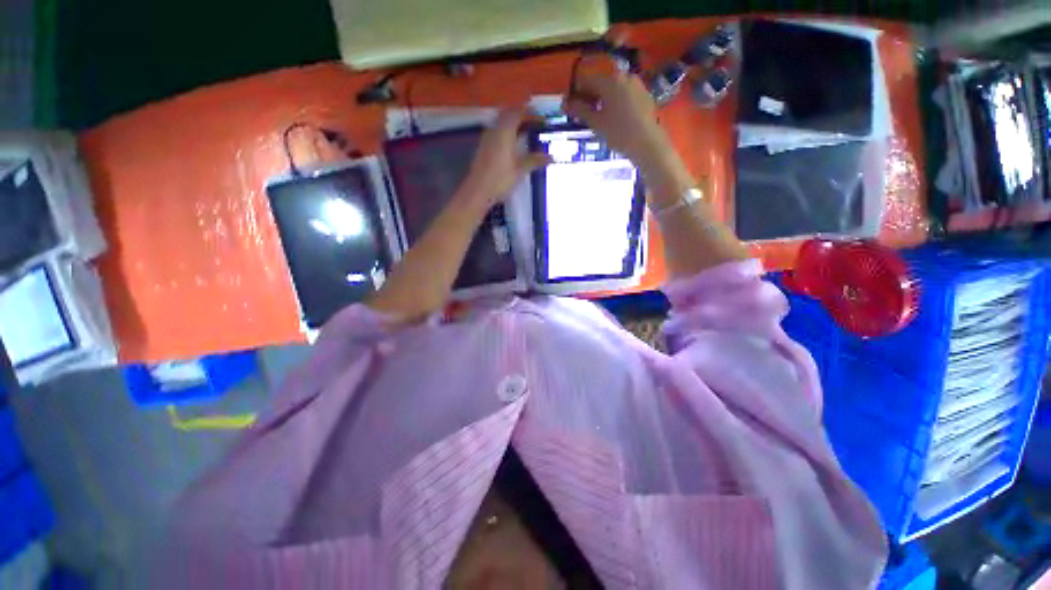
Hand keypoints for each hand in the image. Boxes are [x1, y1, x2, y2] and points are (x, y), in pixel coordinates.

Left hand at [459, 108, 551, 210]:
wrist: (478, 191)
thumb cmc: (500, 179)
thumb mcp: (520, 170)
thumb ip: (535, 160)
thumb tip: (551, 157)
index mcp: (505, 131)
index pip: (518, 113)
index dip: (530, 113)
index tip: (540, 118)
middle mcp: (494, 130)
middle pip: (508, 115)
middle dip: (521, 116)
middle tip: (533, 123)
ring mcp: (487, 138)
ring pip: (501, 123)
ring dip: (512, 124)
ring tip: (525, 133)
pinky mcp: (483, 148)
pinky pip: (496, 133)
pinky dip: (506, 133)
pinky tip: (512, 145)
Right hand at [563, 70, 672, 169]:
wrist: (647, 144)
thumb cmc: (618, 133)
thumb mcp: (596, 123)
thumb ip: (579, 110)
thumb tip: (563, 103)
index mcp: (610, 80)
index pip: (585, 80)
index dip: (576, 94)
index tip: (571, 109)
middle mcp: (623, 75)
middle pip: (600, 82)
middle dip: (589, 97)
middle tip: (584, 116)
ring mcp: (636, 84)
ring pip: (612, 88)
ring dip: (602, 100)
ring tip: (598, 119)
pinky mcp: (644, 94)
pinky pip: (623, 93)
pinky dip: (615, 102)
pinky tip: (614, 119)